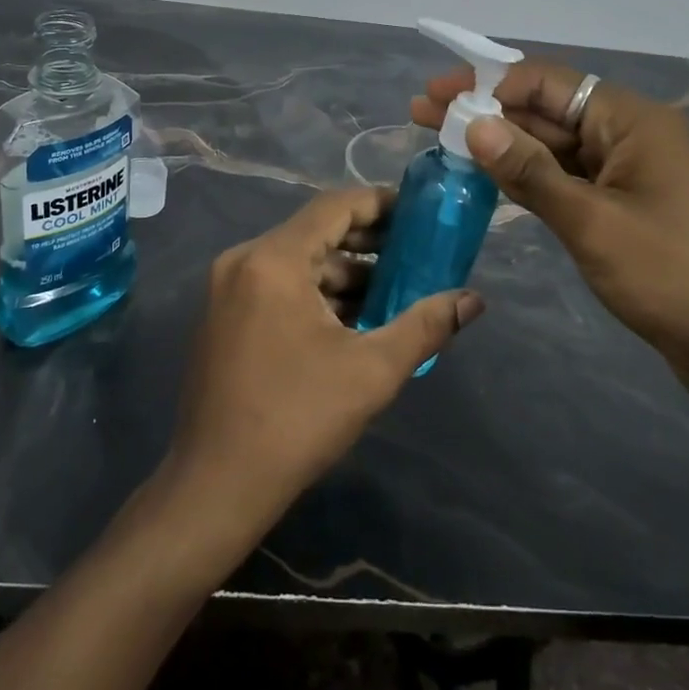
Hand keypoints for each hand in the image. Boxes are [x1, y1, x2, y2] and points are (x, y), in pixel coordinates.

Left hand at [167, 187, 485, 537]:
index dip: (380, 204)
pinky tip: (352, 320)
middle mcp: (243, 260)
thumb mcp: (371, 371)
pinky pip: (278, 286)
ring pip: (297, 263)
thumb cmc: (297, 420)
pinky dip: (316, 294)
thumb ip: (425, 326)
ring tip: (394, 294)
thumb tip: (473, 299)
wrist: (215, 485)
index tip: (419, 215)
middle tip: (417, 255)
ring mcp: (227, 288)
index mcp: (272, 259)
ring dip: (344, 274)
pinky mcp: (223, 315)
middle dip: (369, 244)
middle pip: (315, 232)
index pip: (334, 207)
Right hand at [411, 62, 688, 406]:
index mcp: (631, 121)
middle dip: (486, 112)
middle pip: (546, 111)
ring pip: (554, 147)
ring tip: (443, 143)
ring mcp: (628, 175)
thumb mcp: (592, 221)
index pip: (547, 82)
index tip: (435, 93)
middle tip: (422, 114)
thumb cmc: (673, 276)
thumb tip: (474, 125)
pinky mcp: (624, 210)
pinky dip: (528, 177)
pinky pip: (567, 180)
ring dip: (502, 145)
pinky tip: (488, 179)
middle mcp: (629, 136)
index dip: (486, 83)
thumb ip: (529, 172)